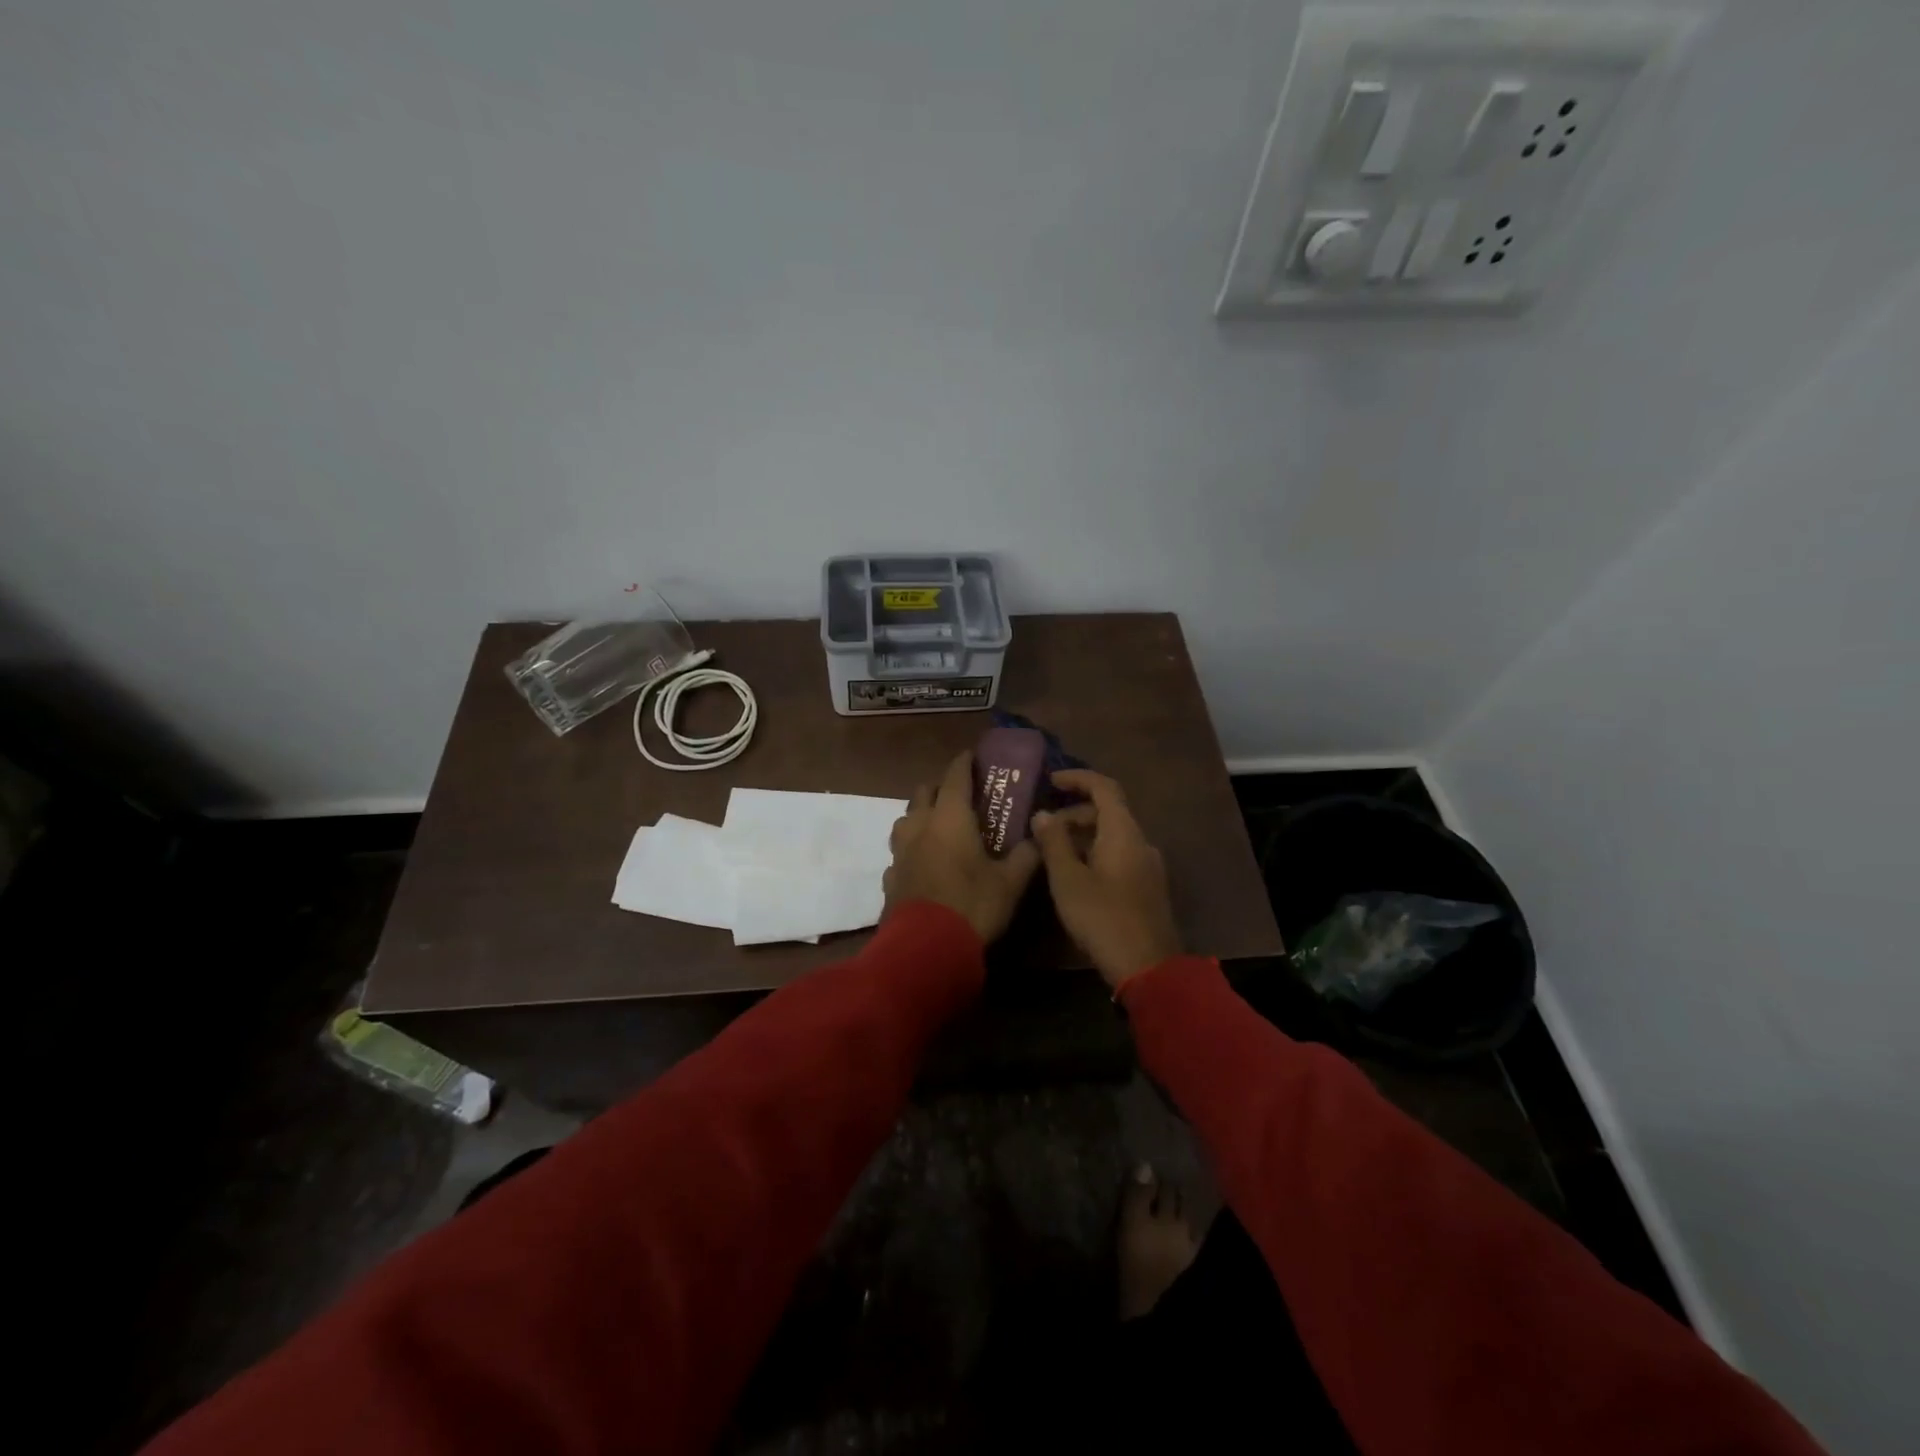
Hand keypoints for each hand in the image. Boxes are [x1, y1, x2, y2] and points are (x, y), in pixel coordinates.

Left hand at [884, 750, 1042, 944]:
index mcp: (950, 818)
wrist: (925, 948)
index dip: (964, 763)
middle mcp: (920, 826)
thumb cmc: (972, 905)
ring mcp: (899, 852)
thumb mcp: (1010, 883)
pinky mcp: (889, 877)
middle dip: (940, 788)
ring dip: (920, 816)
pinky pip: (899, 852)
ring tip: (938, 827)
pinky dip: (911, 850)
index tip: (972, 755)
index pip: (956, 777)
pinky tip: (922, 864)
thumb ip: (1026, 856)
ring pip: (905, 819)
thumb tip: (1039, 838)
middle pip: (924, 792)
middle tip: (961, 797)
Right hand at [1031, 770, 1181, 990]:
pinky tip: (1075, 874)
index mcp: (1124, 832)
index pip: (1104, 787)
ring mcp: (1148, 865)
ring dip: (1083, 835)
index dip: (1078, 778)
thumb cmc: (1103, 917)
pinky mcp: (1147, 887)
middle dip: (1074, 812)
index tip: (1050, 781)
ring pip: (1113, 836)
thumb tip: (1042, 814)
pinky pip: (1120, 855)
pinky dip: (1095, 852)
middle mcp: (1141, 842)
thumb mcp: (1068, 879)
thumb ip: (1054, 843)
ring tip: (1052, 852)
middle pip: (1109, 812)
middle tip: (1043, 827)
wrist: (1148, 967)